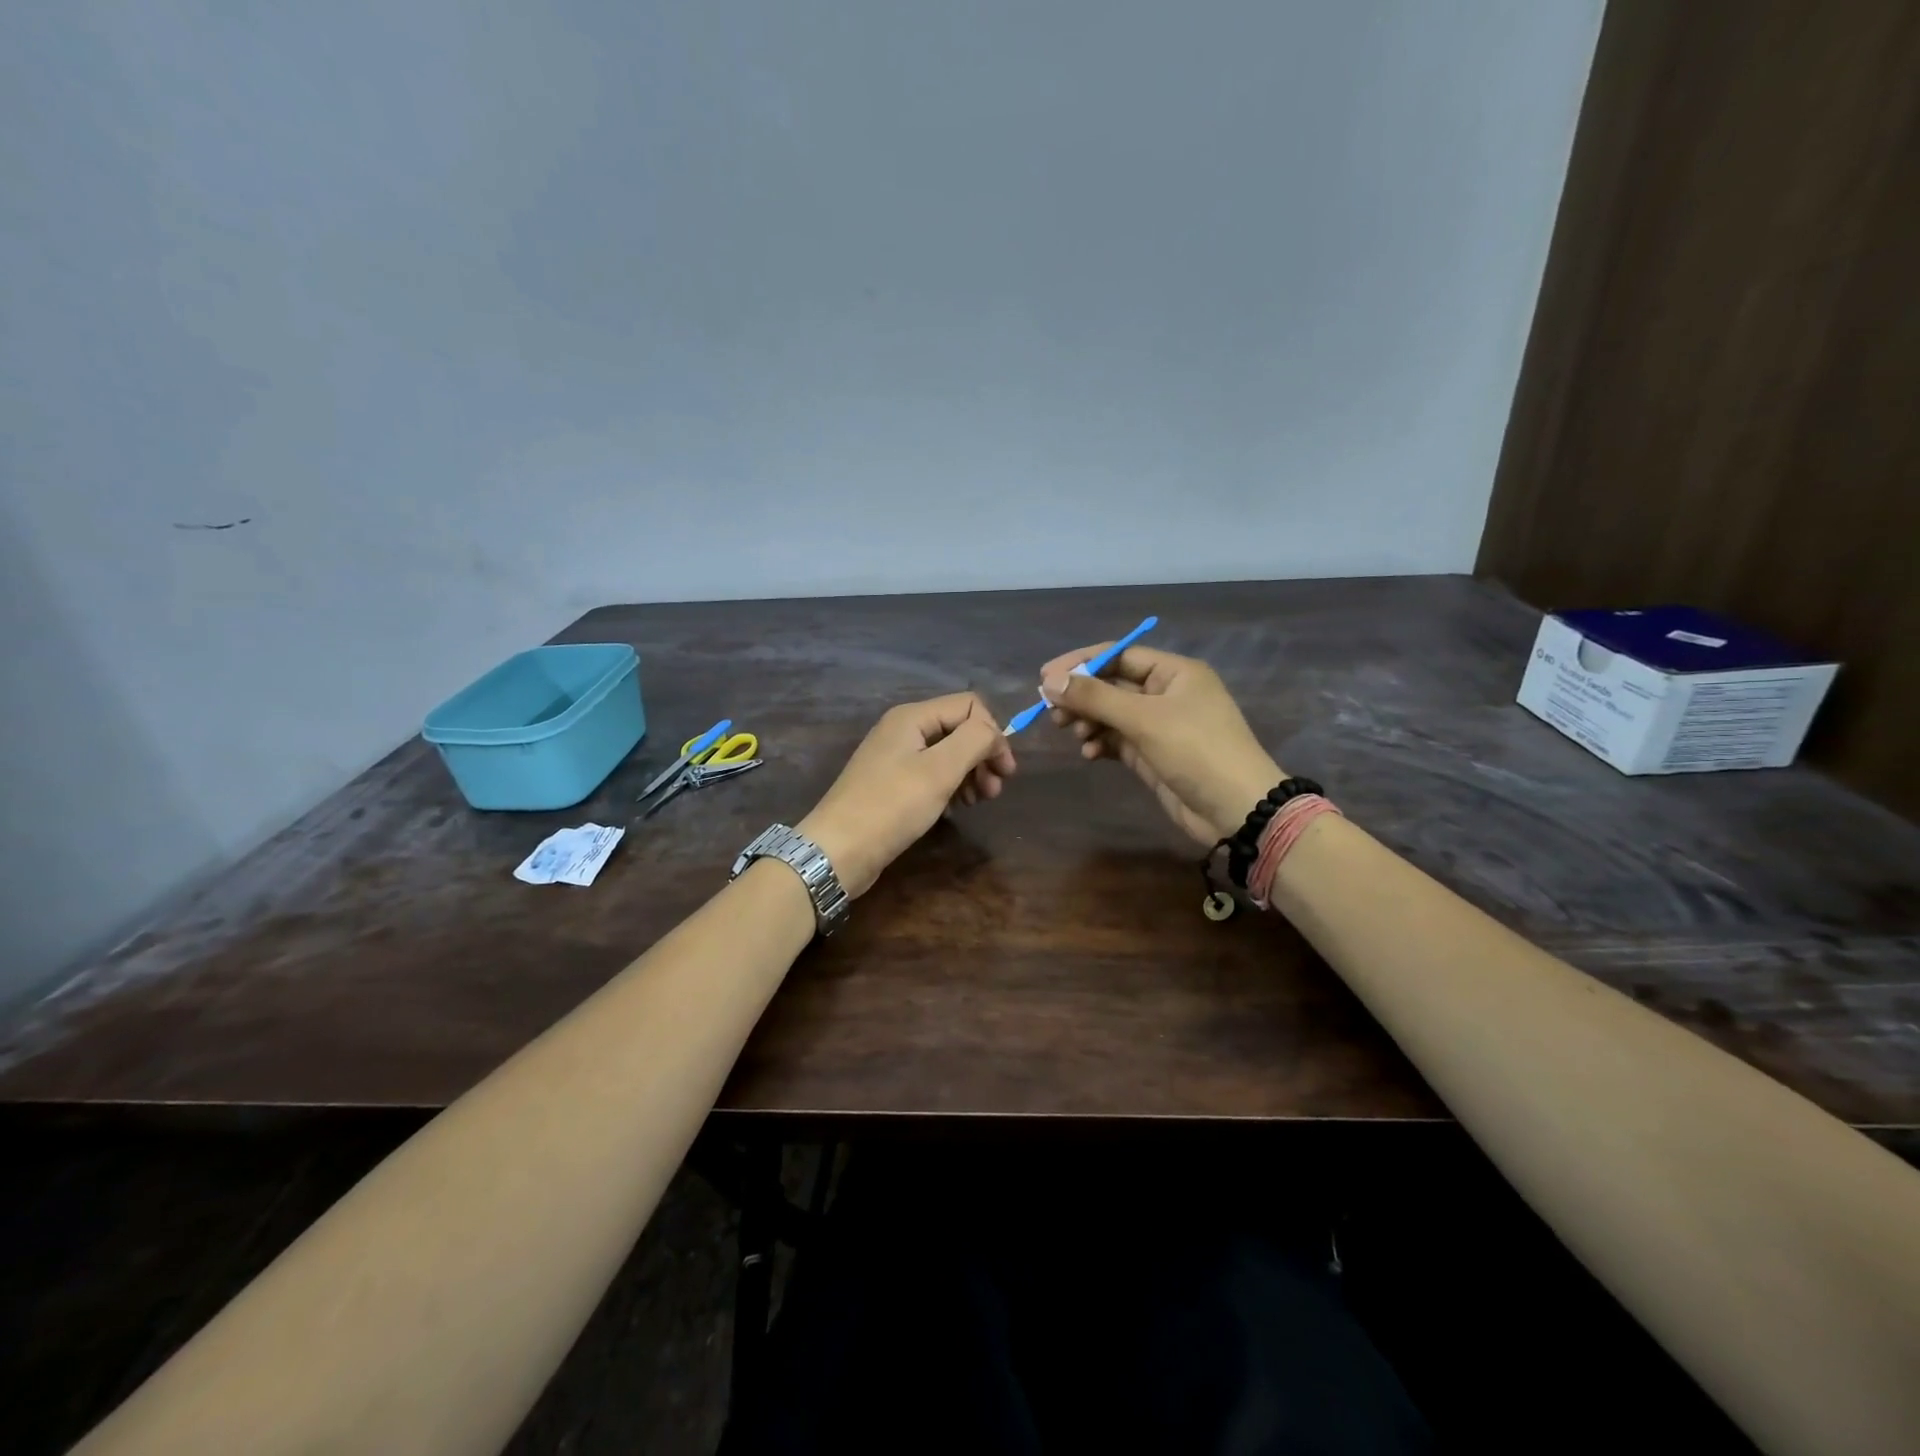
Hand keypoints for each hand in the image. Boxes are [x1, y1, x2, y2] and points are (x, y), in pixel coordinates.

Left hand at [798, 692, 1014, 897]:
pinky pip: (931, 774)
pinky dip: (950, 786)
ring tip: (979, 802)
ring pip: (947, 753)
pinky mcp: (891, 784)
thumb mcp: (940, 770)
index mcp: (913, 717)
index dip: (993, 734)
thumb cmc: (892, 806)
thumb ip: (975, 741)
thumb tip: (994, 732)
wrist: (838, 850)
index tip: (1004, 772)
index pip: (970, 706)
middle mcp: (903, 729)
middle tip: (994, 792)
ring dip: (970, 773)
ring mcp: (895, 757)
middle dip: (983, 756)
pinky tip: (956, 808)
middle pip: (958, 729)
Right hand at [1040, 644, 1281, 847]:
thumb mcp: (1144, 719)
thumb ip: (1095, 698)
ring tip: (1071, 731)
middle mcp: (1167, 694)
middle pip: (1112, 684)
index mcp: (1174, 673)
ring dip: (1088, 720)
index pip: (1119, 655)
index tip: (1045, 677)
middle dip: (1082, 695)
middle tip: (1051, 710)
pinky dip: (1100, 743)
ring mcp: (1160, 726)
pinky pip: (1118, 740)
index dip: (1081, 663)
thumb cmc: (1196, 751)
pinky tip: (1089, 753)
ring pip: (1112, 714)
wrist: (1236, 810)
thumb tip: (1050, 681)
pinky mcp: (1153, 755)